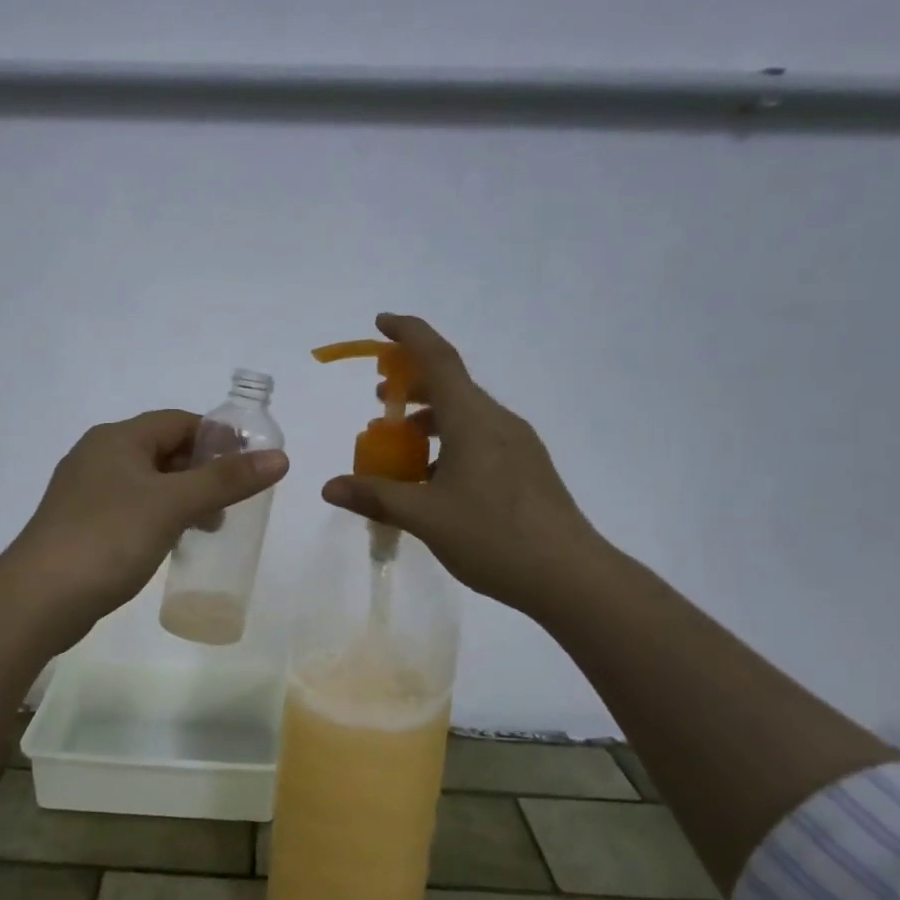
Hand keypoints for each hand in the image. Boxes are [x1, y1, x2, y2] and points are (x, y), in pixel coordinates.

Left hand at [8, 409, 288, 643]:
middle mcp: (98, 455)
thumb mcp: (174, 504)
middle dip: (202, 471)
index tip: (248, 465)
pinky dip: (158, 516)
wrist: (39, 598)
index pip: (178, 421)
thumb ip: (226, 480)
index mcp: (117, 438)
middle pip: (163, 450)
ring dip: (182, 497)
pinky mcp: (80, 525)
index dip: (217, 437)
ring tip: (209, 526)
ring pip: (147, 482)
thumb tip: (280, 457)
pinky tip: (172, 542)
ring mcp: (85, 491)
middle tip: (233, 501)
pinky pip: (130, 508)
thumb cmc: (110, 538)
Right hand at [322, 314, 603, 619]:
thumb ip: (376, 497)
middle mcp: (498, 422)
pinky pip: (480, 439)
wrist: (571, 577)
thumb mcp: (426, 518)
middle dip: (411, 385)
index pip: (438, 359)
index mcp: (473, 420)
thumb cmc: (494, 537)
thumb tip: (329, 486)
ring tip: (400, 449)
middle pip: (451, 385)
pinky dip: (449, 443)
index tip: (381, 322)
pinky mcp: (527, 468)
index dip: (409, 334)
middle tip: (379, 402)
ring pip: (465, 415)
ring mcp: (518, 445)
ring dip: (429, 420)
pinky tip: (435, 482)